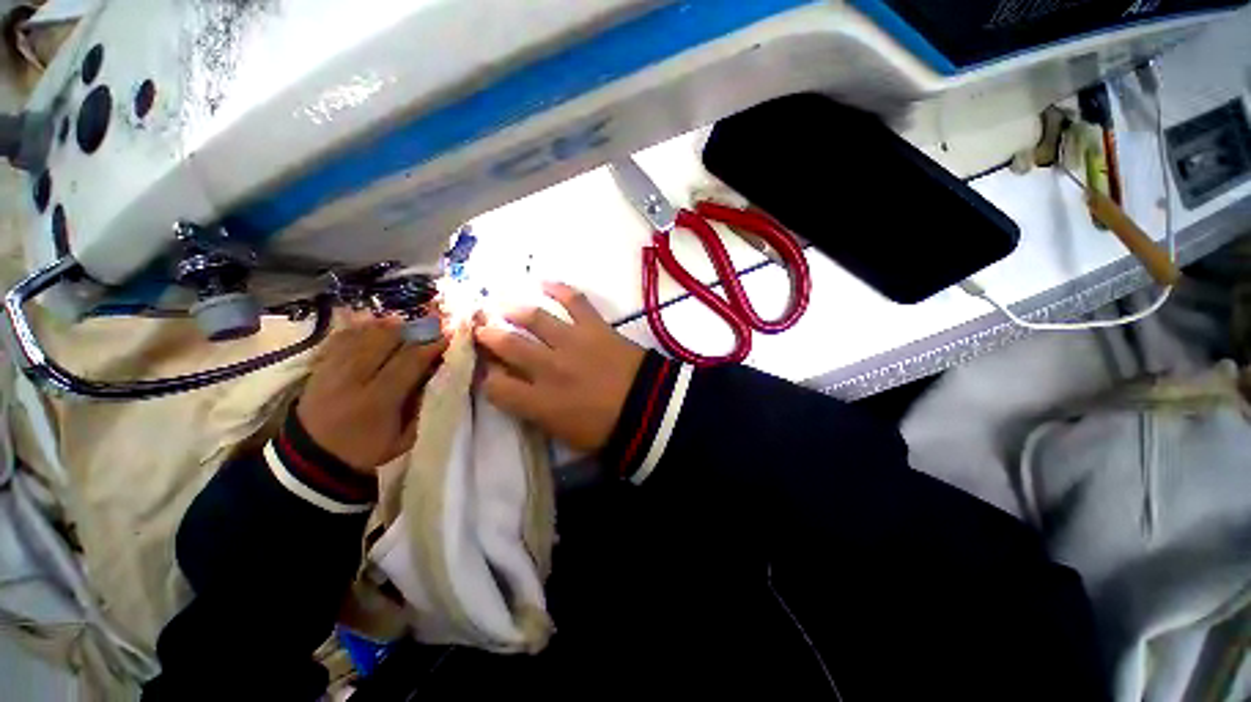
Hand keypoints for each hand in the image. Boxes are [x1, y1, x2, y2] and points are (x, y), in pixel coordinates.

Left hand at [297, 321, 448, 473]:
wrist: (312, 458)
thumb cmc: (365, 449)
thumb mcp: (404, 438)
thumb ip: (420, 407)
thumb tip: (433, 377)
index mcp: (377, 400)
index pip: (408, 362)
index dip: (430, 347)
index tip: (446, 338)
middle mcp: (352, 380)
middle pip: (383, 342)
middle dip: (410, 331)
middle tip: (428, 326)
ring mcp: (331, 371)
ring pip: (361, 336)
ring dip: (385, 327)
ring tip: (403, 323)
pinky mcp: (318, 368)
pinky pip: (340, 339)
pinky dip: (359, 329)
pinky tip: (373, 324)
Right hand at [475, 282, 645, 451]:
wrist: (648, 408)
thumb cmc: (607, 430)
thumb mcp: (564, 434)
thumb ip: (536, 413)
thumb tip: (519, 393)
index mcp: (539, 402)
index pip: (495, 386)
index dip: (486, 377)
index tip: (488, 371)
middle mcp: (548, 368)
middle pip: (507, 345)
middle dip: (487, 335)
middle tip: (480, 328)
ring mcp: (572, 343)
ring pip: (533, 318)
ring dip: (513, 310)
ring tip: (502, 306)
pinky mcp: (594, 327)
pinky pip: (574, 301)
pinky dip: (559, 289)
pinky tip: (544, 283)